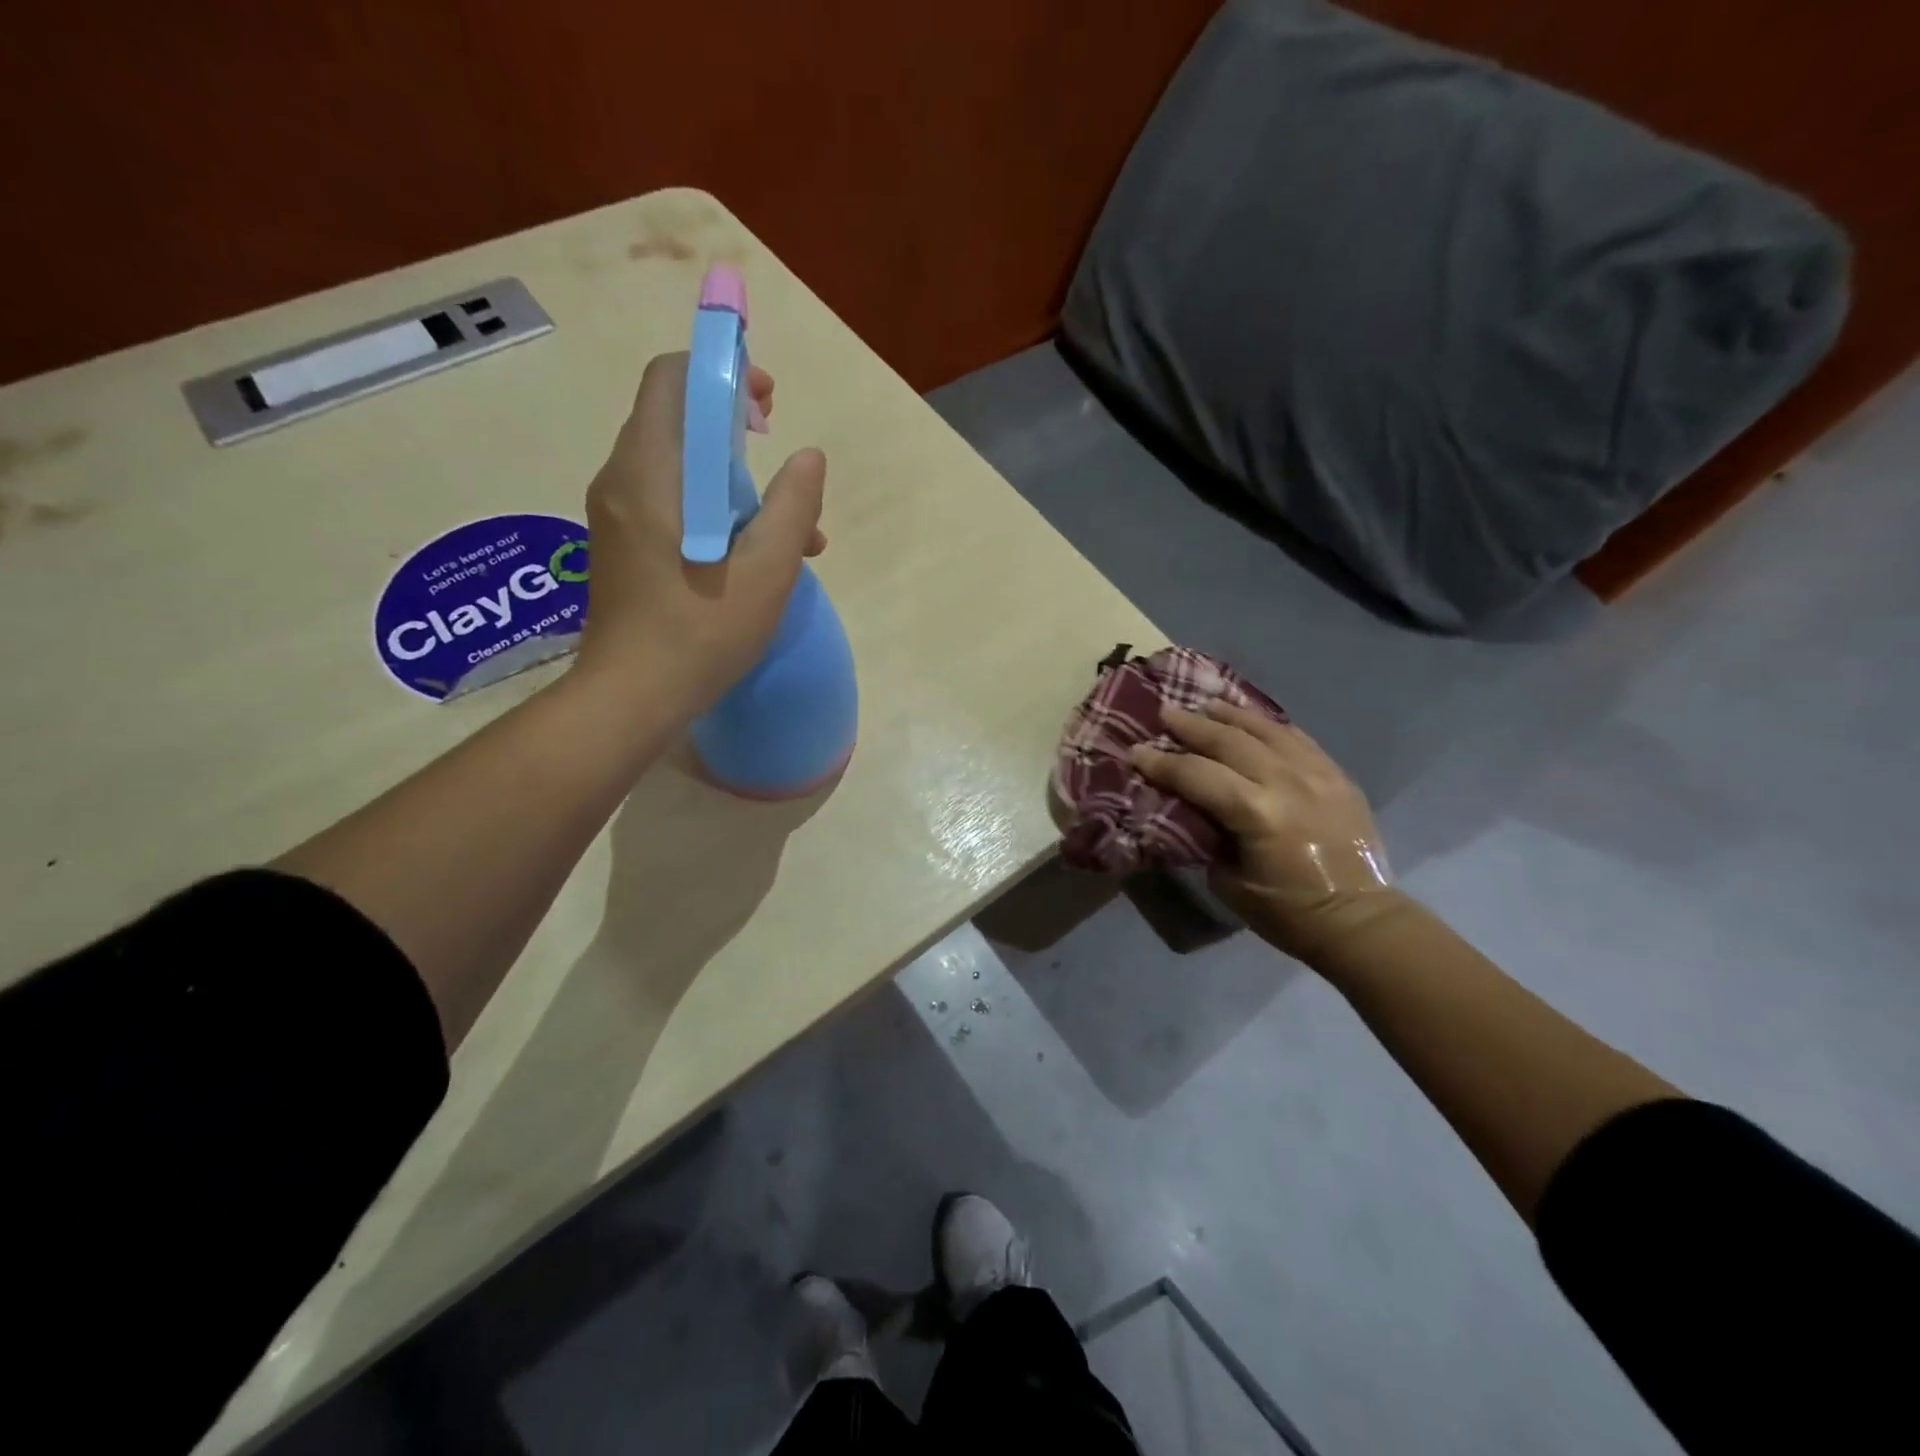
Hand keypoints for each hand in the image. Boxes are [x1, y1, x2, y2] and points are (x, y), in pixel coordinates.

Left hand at [577, 351, 826, 711]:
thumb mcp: (768, 569)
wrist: (632, 697)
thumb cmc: (701, 630)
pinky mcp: (619, 546)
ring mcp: (615, 515)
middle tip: (777, 461)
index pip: (673, 380)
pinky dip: (709, 508)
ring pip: (676, 467)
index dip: (722, 374)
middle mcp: (621, 480)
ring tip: (783, 529)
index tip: (767, 405)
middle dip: (733, 429)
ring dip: (730, 480)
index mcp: (651, 471)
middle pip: (675, 420)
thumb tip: (809, 457)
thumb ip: (794, 506)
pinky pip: (666, 502)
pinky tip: (749, 556)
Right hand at [1132, 702, 1393, 958]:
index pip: (1196, 774)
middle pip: (1229, 740)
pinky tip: (1252, 721)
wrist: (1359, 920)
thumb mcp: (1227, 880)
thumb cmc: (1285, 912)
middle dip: (1192, 726)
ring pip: (1265, 729)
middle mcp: (1286, 782)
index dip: (1161, 763)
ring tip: (1206, 706)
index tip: (1136, 751)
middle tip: (1165, 714)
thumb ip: (1207, 835)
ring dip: (1231, 715)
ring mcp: (1317, 773)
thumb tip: (1190, 809)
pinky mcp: (1337, 775)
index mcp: (1256, 813)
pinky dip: (1269, 726)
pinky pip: (1297, 738)